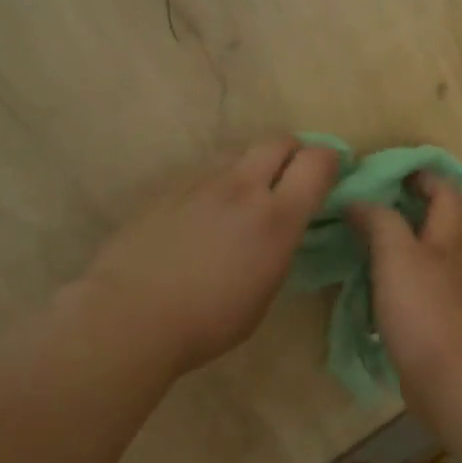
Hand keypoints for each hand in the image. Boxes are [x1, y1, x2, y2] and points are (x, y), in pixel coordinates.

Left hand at [81, 137, 339, 376]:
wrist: (131, 315)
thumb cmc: (208, 321)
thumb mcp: (264, 293)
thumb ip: (277, 250)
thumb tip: (276, 232)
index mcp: (276, 218)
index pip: (317, 162)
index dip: (330, 162)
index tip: (330, 176)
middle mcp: (241, 188)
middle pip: (277, 141)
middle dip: (292, 152)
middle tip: (291, 178)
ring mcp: (199, 185)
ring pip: (236, 159)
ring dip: (250, 173)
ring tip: (240, 207)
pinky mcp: (167, 192)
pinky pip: (202, 179)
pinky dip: (214, 192)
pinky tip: (200, 224)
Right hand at [348, 173, 461, 405]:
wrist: (447, 380)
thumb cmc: (422, 311)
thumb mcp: (396, 256)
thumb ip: (379, 222)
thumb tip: (358, 201)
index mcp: (447, 242)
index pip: (446, 194)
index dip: (426, 177)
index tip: (394, 170)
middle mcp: (456, 266)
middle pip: (452, 229)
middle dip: (427, 213)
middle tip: (387, 209)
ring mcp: (452, 299)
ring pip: (441, 264)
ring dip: (418, 251)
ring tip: (384, 250)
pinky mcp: (441, 328)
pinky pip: (427, 296)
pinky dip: (409, 287)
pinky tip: (383, 294)